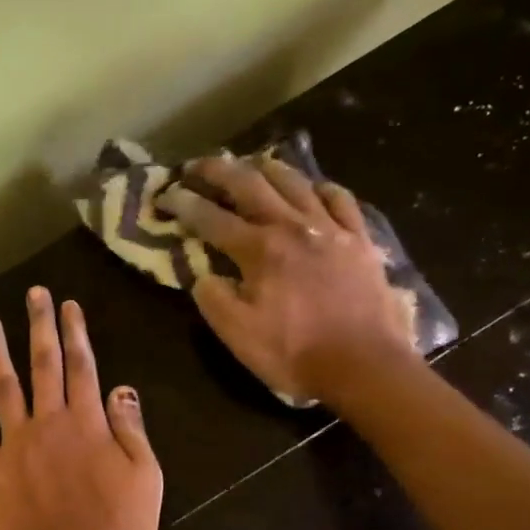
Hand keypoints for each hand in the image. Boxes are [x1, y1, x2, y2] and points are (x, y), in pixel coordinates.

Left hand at [0, 288, 162, 529]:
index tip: (68, 304)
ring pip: (2, 388)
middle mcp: (48, 423)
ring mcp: (14, 445)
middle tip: (33, 294)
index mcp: (87, 423)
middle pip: (43, 365)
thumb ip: (131, 430)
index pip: (83, 366)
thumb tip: (121, 388)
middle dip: (39, 326)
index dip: (76, 332)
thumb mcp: (146, 479)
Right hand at [162, 152, 416, 404]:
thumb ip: (214, 299)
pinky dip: (321, 189)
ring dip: (267, 169)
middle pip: (250, 184)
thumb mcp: (238, 336)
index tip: (165, 195)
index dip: (184, 204)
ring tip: (252, 166)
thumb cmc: (295, 353)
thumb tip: (204, 275)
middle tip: (198, 165)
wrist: (364, 364)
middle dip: (219, 170)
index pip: (211, 218)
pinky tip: (314, 189)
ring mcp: (331, 229)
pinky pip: (341, 200)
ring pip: (295, 182)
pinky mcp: (360, 240)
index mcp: (259, 249)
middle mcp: (292, 226)